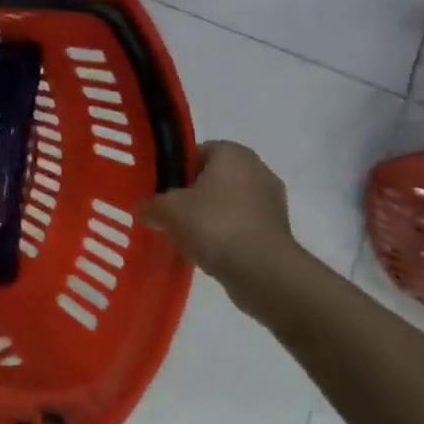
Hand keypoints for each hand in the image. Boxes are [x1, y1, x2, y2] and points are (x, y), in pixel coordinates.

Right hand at [140, 141, 297, 289]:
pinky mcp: (279, 233)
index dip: (176, 169)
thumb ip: (151, 205)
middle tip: (170, 211)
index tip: (162, 188)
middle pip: (214, 178)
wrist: (262, 272)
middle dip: (193, 194)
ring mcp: (273, 203)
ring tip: (186, 236)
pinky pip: (242, 227)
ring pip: (228, 204)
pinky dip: (226, 236)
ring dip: (209, 217)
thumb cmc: (214, 224)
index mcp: (233, 153)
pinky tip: (207, 252)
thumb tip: (144, 210)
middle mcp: (258, 170)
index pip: (198, 151)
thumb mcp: (167, 210)